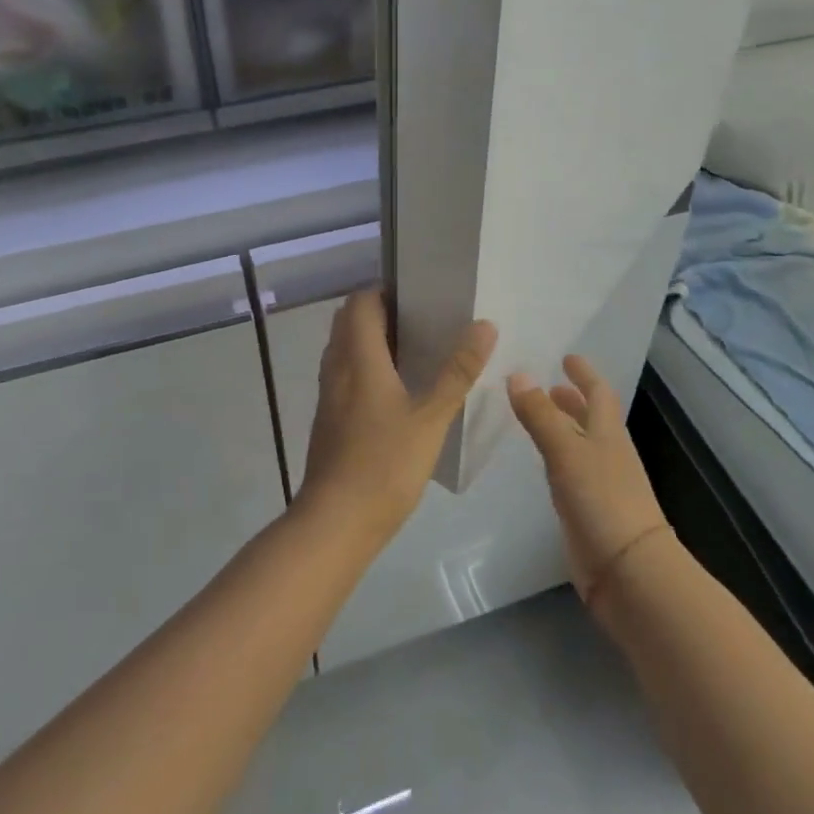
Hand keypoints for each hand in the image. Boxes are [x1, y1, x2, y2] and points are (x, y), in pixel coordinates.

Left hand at [296, 290, 497, 548]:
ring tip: (416, 351)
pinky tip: (397, 390)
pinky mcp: (329, 418)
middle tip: (423, 321)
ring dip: (373, 340)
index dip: (385, 291)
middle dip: (381, 313)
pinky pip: (345, 375)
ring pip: (345, 349)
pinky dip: (366, 367)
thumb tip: (484, 325)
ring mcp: (329, 394)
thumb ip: (457, 371)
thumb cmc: (384, 463)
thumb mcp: (431, 417)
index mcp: (358, 357)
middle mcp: (336, 367)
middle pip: (349, 321)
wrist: (335, 522)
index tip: (420, 295)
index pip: (360, 301)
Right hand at [508, 356, 671, 615]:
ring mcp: (600, 483)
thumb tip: (518, 374)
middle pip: (590, 418)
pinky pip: (570, 472)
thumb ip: (541, 415)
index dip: (584, 374)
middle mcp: (606, 453)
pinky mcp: (588, 510)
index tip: (568, 357)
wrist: (628, 570)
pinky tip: (541, 463)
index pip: (598, 393)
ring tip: (536, 417)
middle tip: (547, 386)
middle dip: (571, 400)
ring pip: (579, 445)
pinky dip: (557, 458)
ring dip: (562, 427)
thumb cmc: (602, 500)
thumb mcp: (566, 451)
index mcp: (608, 433)